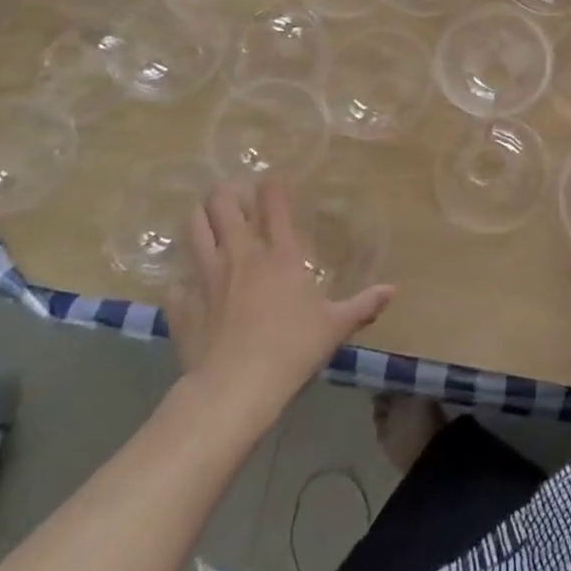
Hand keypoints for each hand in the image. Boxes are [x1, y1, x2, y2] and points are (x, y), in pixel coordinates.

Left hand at [165, 181, 393, 427]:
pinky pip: (177, 281)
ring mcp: (207, 276)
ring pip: (193, 227)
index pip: (274, 202)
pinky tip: (189, 288)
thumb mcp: (334, 328)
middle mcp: (242, 254)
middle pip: (223, 203)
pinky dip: (183, 280)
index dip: (272, 185)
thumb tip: (393, 290)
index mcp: (281, 254)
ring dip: (199, 219)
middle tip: (233, 199)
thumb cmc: (291, 351)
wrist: (234, 389)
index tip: (272, 180)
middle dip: (226, 193)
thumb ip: (363, 305)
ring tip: (205, 221)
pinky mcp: (182, 303)